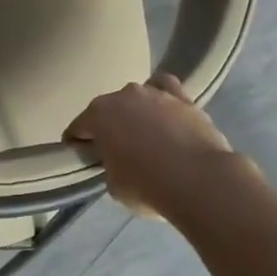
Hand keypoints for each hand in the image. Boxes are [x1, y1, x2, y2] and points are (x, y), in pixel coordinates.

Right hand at [66, 74, 237, 218]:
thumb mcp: (113, 185)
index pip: (77, 128)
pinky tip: (164, 111)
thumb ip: (109, 166)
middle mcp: (124, 95)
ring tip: (144, 135)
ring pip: (136, 98)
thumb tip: (118, 161)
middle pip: (107, 110)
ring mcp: (155, 93)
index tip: (80, 157)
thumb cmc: (148, 186)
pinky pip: (165, 88)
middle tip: (113, 150)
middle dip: (107, 126)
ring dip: (135, 113)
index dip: (75, 143)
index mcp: (98, 115)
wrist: (200, 181)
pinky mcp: (184, 98)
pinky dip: (162, 97)